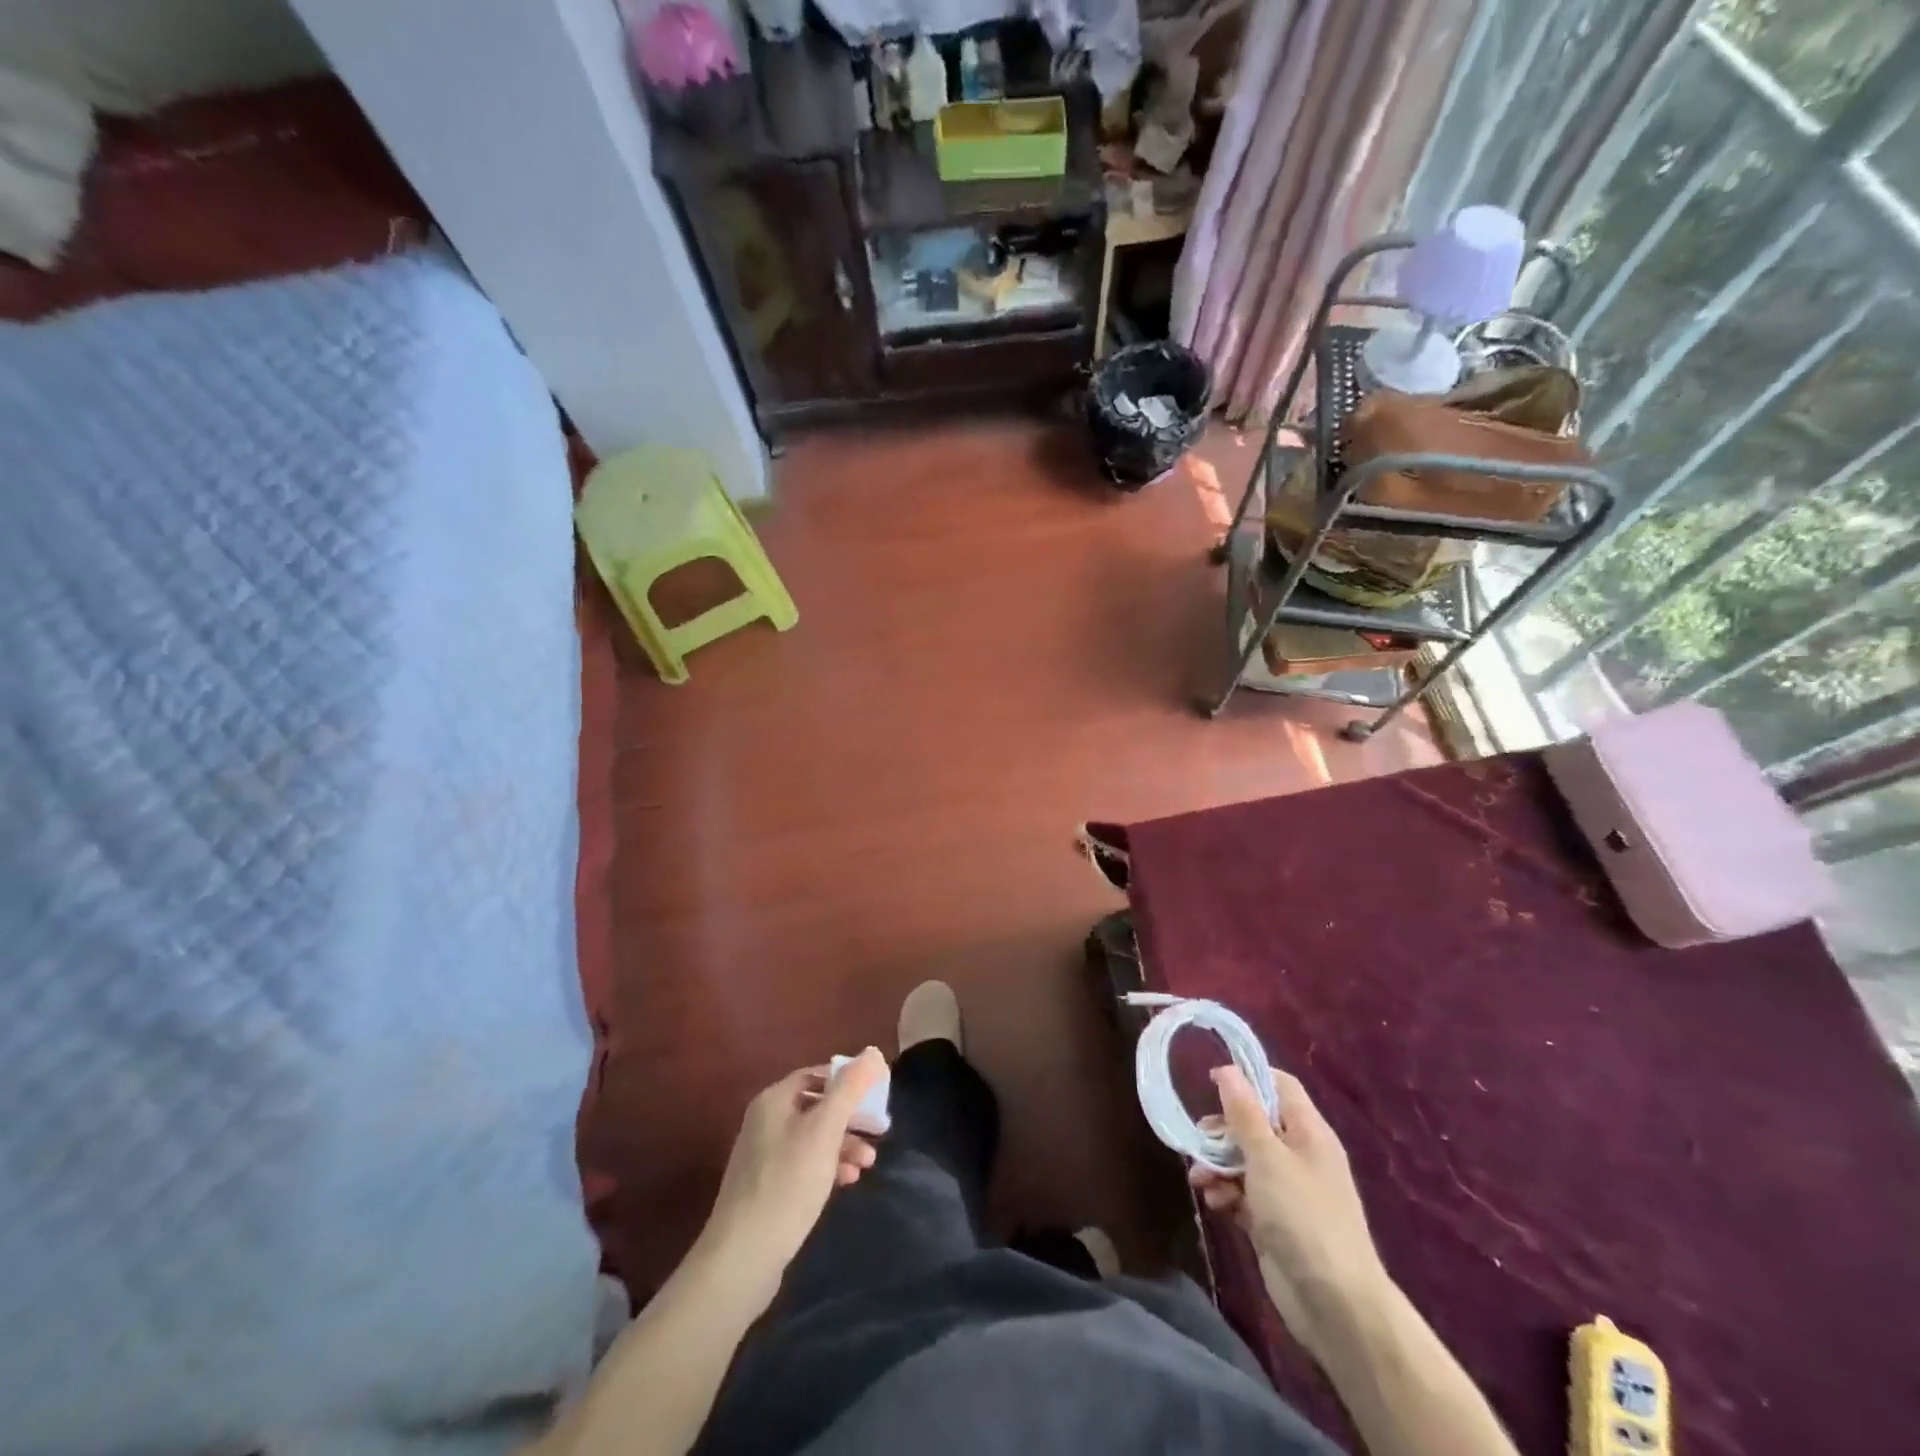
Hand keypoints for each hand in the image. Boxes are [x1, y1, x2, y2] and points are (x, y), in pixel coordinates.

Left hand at [697, 1048, 886, 1304]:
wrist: (743, 1256)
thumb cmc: (788, 1182)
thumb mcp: (825, 1130)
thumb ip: (850, 1089)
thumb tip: (872, 1051)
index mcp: (774, 1101)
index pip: (817, 1074)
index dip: (848, 1080)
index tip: (876, 1095)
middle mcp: (765, 1122)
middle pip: (817, 1106)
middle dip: (851, 1117)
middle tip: (880, 1130)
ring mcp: (764, 1157)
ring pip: (813, 1138)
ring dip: (844, 1144)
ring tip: (868, 1163)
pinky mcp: (768, 1189)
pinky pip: (804, 1164)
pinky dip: (828, 1167)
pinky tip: (847, 1182)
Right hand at [1189, 1066, 1388, 1356]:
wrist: (1336, 1305)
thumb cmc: (1302, 1216)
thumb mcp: (1267, 1157)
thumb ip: (1244, 1113)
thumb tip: (1227, 1069)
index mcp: (1309, 1132)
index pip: (1280, 1086)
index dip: (1248, 1078)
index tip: (1211, 1082)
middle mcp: (1300, 1155)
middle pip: (1256, 1123)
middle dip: (1223, 1130)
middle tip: (1197, 1138)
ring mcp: (1289, 1191)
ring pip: (1245, 1160)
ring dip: (1218, 1165)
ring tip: (1199, 1179)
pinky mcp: (1276, 1221)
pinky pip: (1245, 1194)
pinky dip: (1227, 1194)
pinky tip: (1214, 1204)